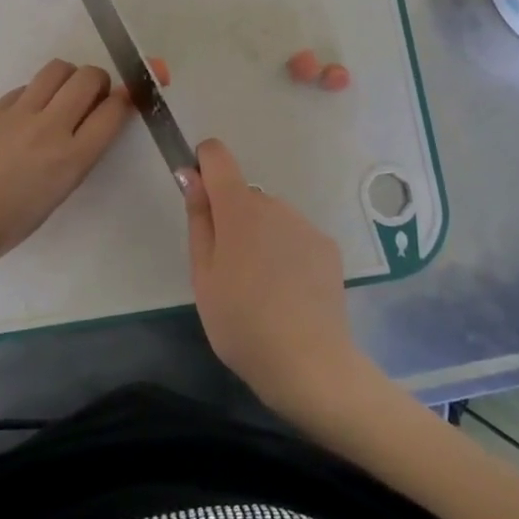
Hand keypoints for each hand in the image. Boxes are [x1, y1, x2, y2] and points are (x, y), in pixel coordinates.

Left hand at [0, 59, 131, 270]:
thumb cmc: (8, 223)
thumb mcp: (58, 194)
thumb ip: (77, 157)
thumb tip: (88, 125)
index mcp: (72, 159)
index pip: (113, 111)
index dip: (125, 99)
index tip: (124, 99)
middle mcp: (50, 128)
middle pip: (88, 78)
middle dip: (99, 80)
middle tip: (93, 95)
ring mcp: (19, 113)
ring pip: (57, 69)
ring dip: (69, 76)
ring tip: (62, 95)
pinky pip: (27, 86)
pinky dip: (38, 92)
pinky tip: (29, 113)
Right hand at [182, 139, 367, 414]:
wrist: (308, 364)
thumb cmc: (240, 322)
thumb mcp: (202, 275)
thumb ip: (198, 219)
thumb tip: (191, 175)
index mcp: (238, 208)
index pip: (217, 155)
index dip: (204, 167)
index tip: (200, 201)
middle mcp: (274, 204)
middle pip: (243, 195)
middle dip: (232, 219)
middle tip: (229, 271)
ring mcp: (304, 225)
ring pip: (271, 217)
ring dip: (260, 237)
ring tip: (261, 288)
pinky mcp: (327, 247)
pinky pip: (295, 236)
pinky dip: (286, 253)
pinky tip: (288, 293)